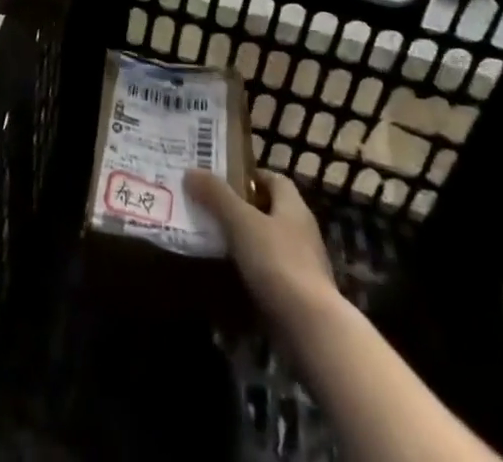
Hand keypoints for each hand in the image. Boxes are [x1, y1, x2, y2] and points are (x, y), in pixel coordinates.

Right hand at [186, 170, 340, 332]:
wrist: (311, 330)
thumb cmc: (277, 262)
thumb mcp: (241, 221)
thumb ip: (216, 195)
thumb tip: (191, 172)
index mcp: (293, 207)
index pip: (274, 179)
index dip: (249, 175)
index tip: (221, 178)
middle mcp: (301, 232)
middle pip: (269, 210)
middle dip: (241, 208)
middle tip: (209, 206)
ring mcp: (303, 266)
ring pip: (267, 243)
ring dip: (244, 240)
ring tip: (212, 239)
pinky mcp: (298, 296)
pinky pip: (269, 273)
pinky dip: (251, 270)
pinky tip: (229, 275)